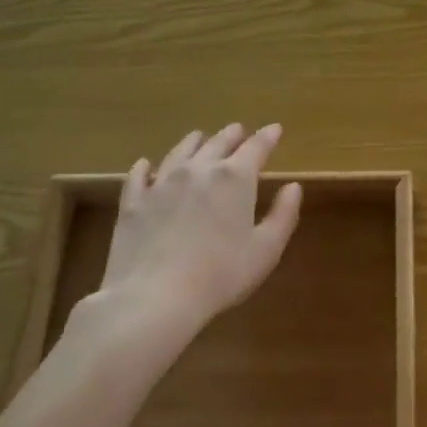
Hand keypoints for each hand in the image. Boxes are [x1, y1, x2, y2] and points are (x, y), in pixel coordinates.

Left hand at [79, 123, 301, 342]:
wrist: (155, 297)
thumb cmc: (220, 275)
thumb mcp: (266, 249)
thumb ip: (283, 214)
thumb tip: (293, 187)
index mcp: (235, 178)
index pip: (256, 147)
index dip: (268, 136)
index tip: (275, 129)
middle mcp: (198, 169)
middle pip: (218, 142)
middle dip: (232, 134)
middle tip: (239, 130)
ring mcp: (161, 183)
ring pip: (180, 151)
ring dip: (194, 142)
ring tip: (199, 137)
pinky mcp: (133, 201)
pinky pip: (139, 175)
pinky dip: (146, 167)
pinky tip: (146, 165)